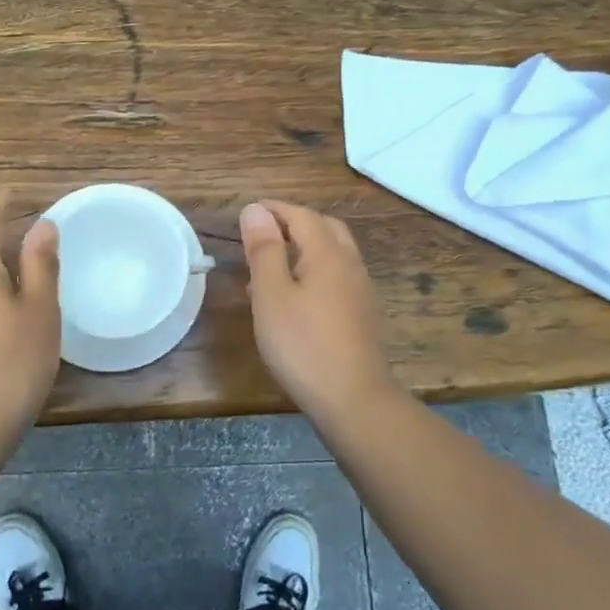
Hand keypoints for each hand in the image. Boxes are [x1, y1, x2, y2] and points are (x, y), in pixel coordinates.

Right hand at [241, 200, 397, 421]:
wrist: (354, 400)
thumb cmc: (303, 344)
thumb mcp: (271, 294)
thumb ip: (264, 249)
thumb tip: (256, 210)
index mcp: (327, 253)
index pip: (301, 215)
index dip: (274, 209)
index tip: (247, 213)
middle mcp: (349, 264)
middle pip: (324, 228)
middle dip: (294, 223)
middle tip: (263, 234)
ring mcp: (360, 291)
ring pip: (333, 254)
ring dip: (304, 248)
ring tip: (271, 267)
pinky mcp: (362, 315)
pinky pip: (336, 278)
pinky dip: (314, 272)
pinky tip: (294, 299)